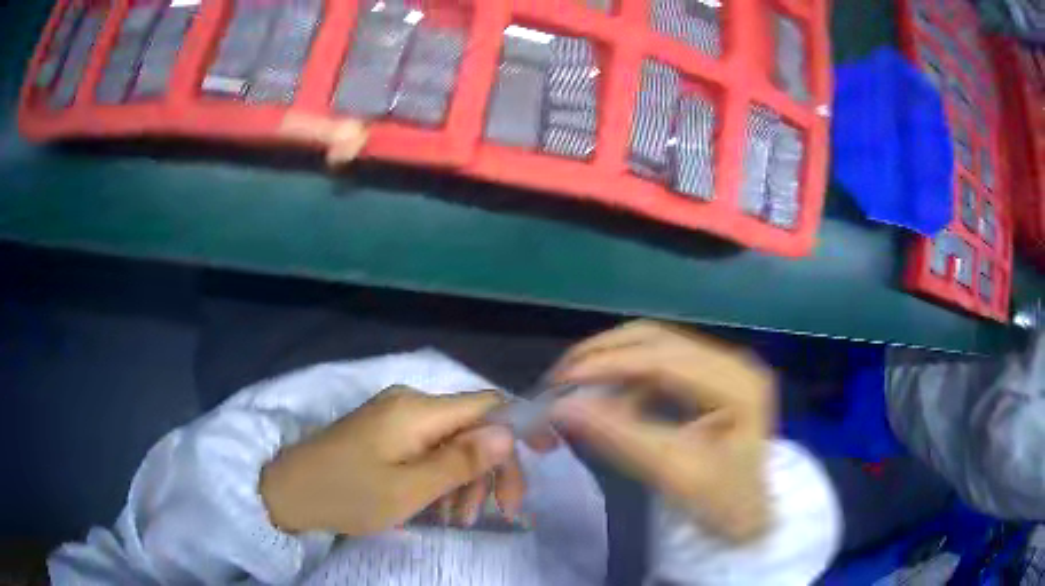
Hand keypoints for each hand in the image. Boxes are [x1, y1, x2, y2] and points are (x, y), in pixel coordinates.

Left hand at [260, 386, 529, 535]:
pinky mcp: (385, 434)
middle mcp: (410, 404)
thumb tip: (509, 433)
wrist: (286, 492)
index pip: (488, 404)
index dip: (521, 426)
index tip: (547, 457)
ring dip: (466, 479)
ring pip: (452, 442)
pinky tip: (439, 507)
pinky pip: (428, 450)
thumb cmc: (346, 494)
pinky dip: (442, 478)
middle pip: (473, 427)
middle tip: (501, 513)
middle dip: (493, 468)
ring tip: (461, 519)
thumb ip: (461, 461)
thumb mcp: (408, 489)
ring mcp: (395, 418)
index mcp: (418, 410)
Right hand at [550, 321, 774, 541]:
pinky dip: (628, 376)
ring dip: (612, 360)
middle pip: (659, 339)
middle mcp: (733, 362)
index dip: (609, 363)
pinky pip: (660, 363)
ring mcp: (723, 367)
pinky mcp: (711, 378)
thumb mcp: (672, 474)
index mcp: (738, 384)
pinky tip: (607, 396)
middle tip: (560, 377)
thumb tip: (562, 406)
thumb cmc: (720, 502)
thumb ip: (620, 436)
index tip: (561, 380)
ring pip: (655, 346)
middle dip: (604, 353)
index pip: (665, 358)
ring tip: (575, 384)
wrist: (748, 515)